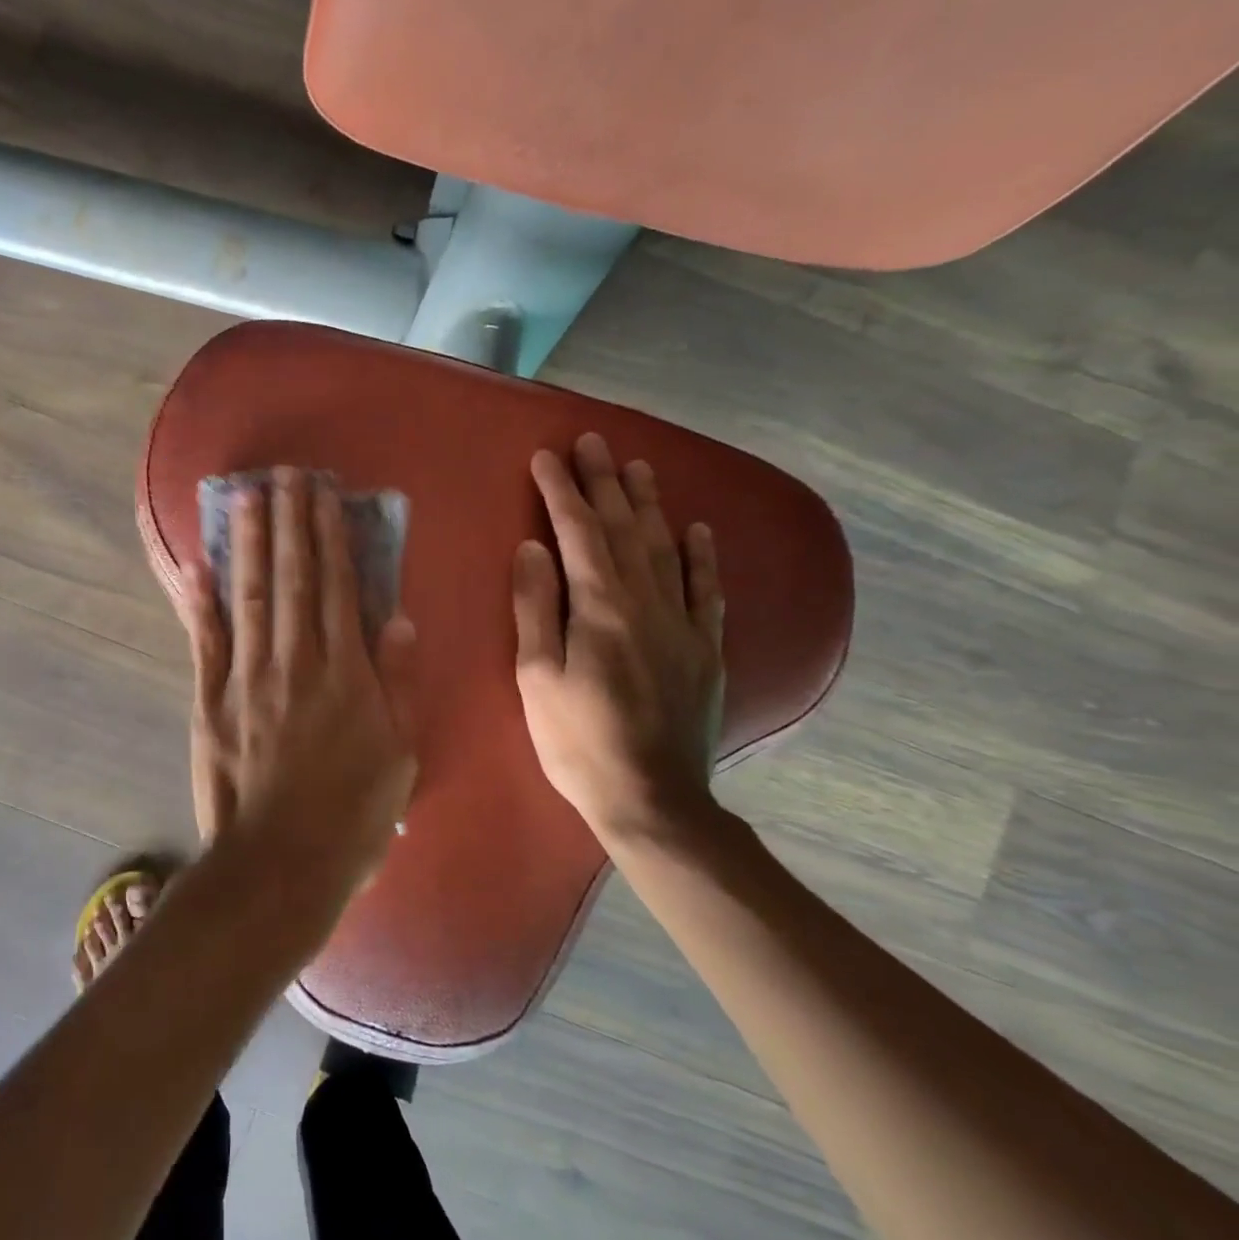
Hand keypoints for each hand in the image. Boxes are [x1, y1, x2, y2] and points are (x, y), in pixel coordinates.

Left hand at [176, 468, 417, 900]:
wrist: (281, 863)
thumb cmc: (353, 812)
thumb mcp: (400, 751)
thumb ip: (398, 681)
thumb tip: (397, 618)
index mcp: (344, 671)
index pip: (337, 587)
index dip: (331, 536)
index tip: (324, 495)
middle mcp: (294, 660)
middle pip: (292, 579)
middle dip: (289, 523)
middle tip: (284, 476)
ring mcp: (247, 678)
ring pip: (250, 597)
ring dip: (248, 545)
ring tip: (246, 499)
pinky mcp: (211, 701)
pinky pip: (205, 643)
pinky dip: (200, 604)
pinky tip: (196, 567)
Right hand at [513, 434, 725, 846]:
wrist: (651, 798)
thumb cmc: (576, 740)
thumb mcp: (536, 677)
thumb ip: (536, 607)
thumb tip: (533, 547)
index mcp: (600, 608)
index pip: (578, 533)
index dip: (561, 491)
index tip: (546, 456)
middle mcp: (646, 602)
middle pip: (624, 528)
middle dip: (604, 482)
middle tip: (593, 441)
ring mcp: (682, 624)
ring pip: (666, 548)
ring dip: (650, 504)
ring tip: (638, 466)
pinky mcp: (705, 648)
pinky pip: (706, 589)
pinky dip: (702, 555)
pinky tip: (697, 529)